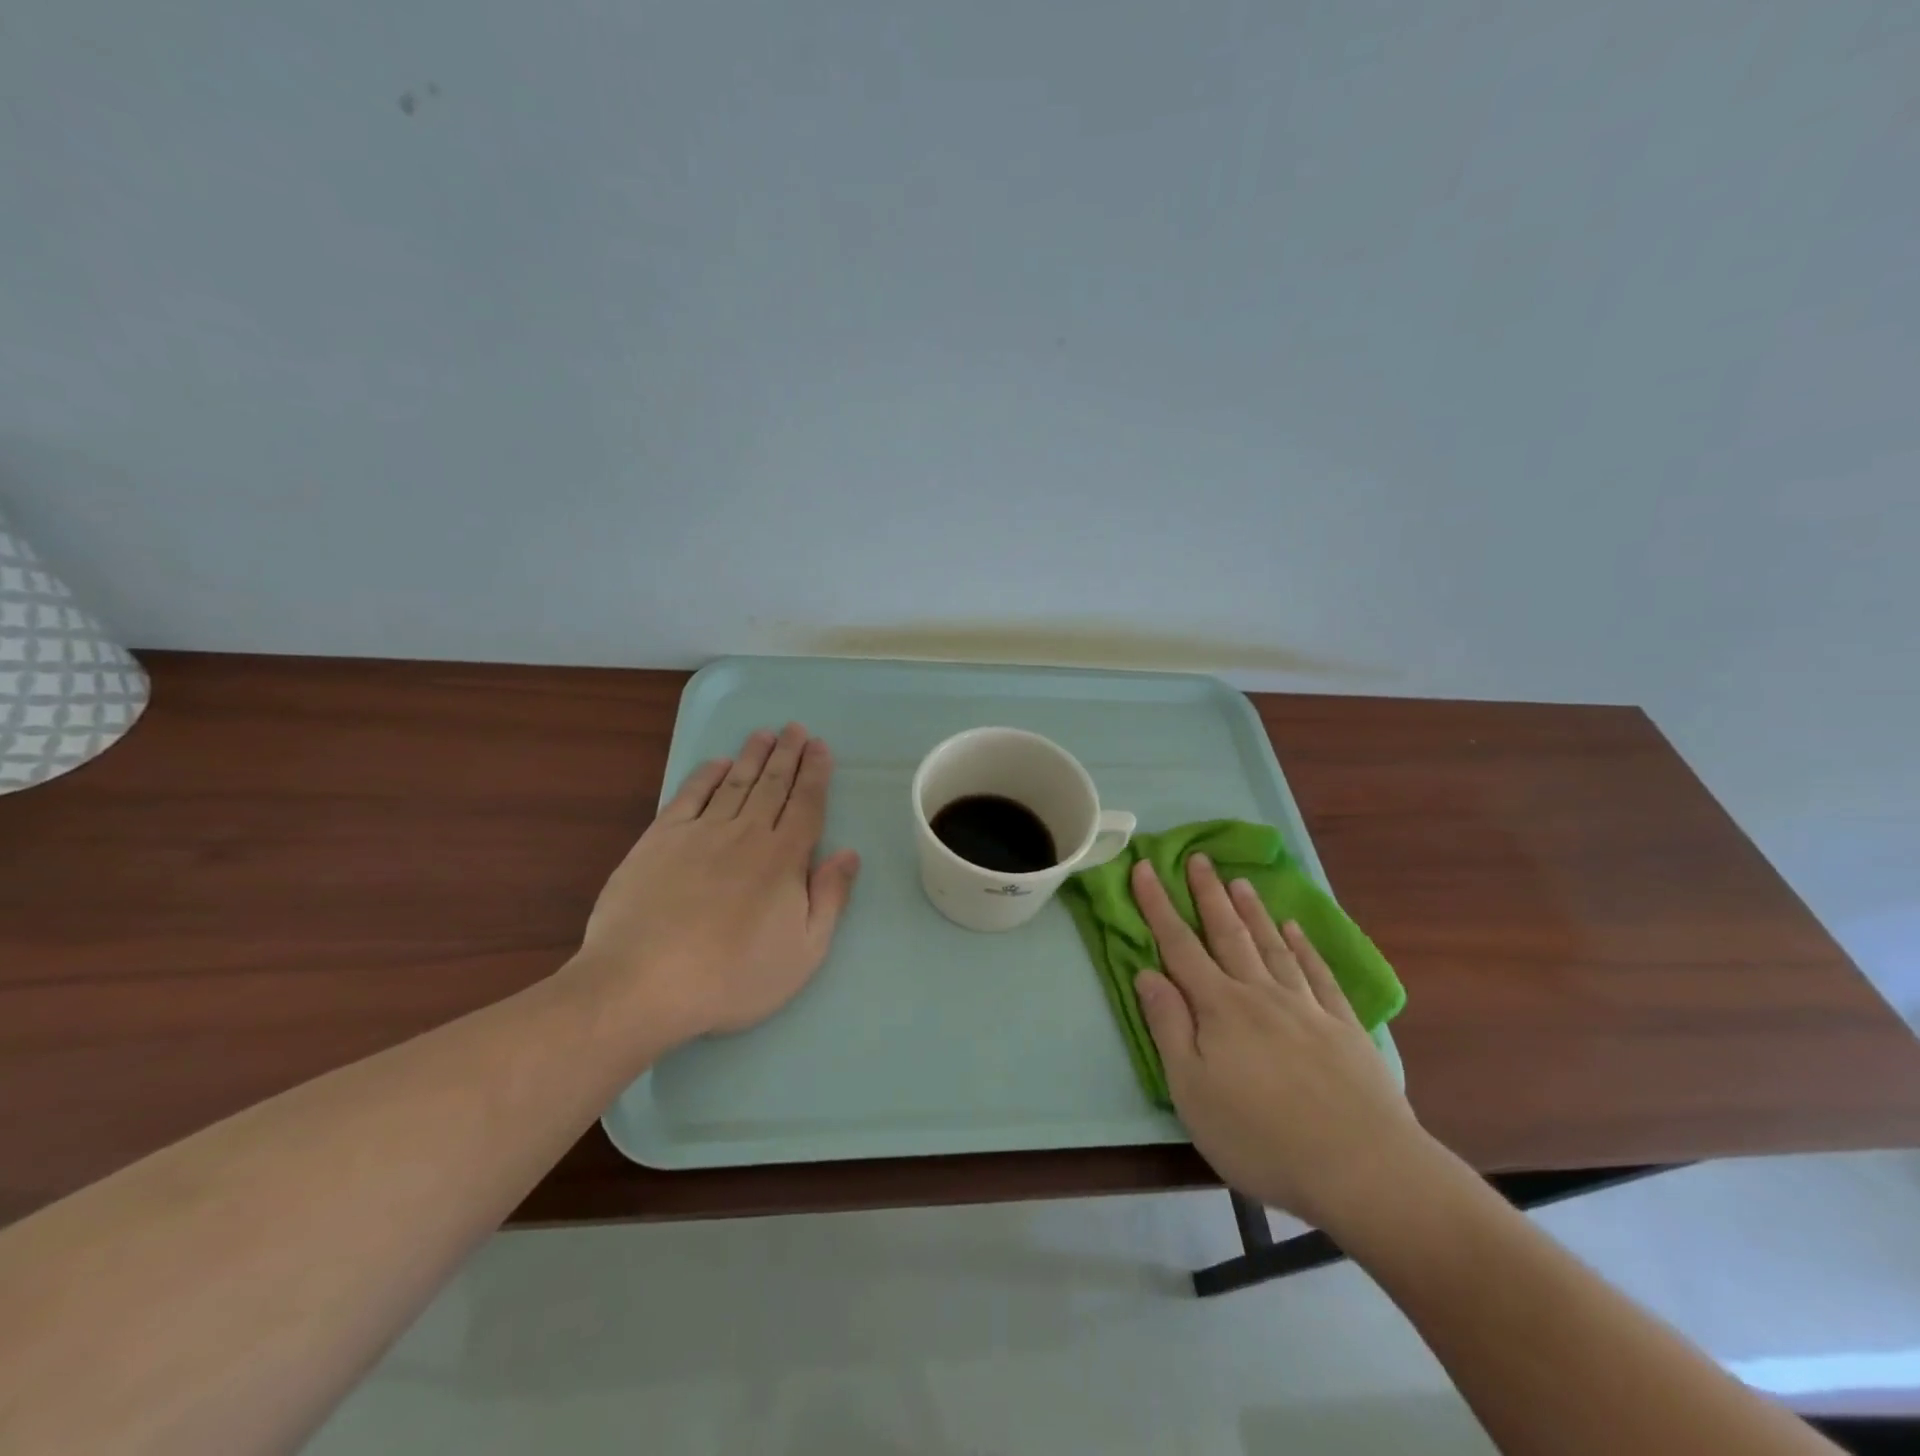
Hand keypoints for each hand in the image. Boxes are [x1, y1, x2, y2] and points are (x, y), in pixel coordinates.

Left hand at [575, 724, 860, 1046]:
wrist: (644, 983)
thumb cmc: (733, 976)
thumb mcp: (804, 952)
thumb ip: (829, 898)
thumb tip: (849, 853)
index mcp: (784, 859)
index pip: (806, 804)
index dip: (815, 774)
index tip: (820, 748)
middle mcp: (747, 834)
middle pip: (773, 784)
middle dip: (788, 754)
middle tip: (796, 729)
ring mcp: (700, 832)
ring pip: (735, 783)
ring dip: (752, 756)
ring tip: (765, 734)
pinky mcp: (660, 839)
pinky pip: (689, 796)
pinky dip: (705, 776)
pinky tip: (716, 763)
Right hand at [1131, 854, 1432, 1231]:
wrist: (1364, 1168)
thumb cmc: (1262, 1136)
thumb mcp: (1192, 1090)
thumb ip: (1168, 1027)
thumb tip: (1147, 973)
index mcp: (1219, 1008)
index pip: (1179, 946)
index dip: (1158, 905)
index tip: (1144, 868)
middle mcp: (1260, 994)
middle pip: (1228, 934)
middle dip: (1208, 894)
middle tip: (1198, 858)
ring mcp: (1306, 1007)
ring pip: (1272, 946)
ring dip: (1253, 912)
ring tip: (1240, 882)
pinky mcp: (1344, 1027)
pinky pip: (1318, 974)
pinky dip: (1305, 947)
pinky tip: (1296, 930)